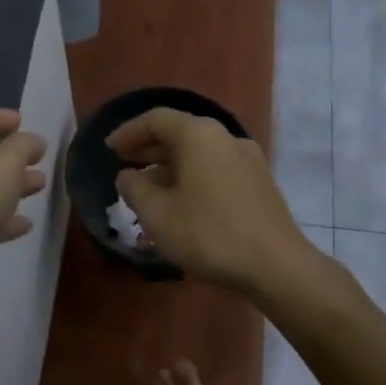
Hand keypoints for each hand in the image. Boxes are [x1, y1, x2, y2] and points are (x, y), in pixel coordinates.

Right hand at [107, 108, 318, 296]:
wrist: (276, 265)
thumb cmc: (209, 234)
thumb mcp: (158, 214)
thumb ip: (134, 189)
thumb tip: (128, 174)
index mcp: (198, 135)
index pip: (156, 119)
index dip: (128, 131)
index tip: (109, 148)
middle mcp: (225, 136)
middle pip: (180, 132)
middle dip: (149, 147)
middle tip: (124, 162)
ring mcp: (247, 158)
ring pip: (199, 152)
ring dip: (170, 164)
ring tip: (148, 186)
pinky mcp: (259, 181)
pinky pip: (215, 167)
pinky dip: (192, 175)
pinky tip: (181, 200)